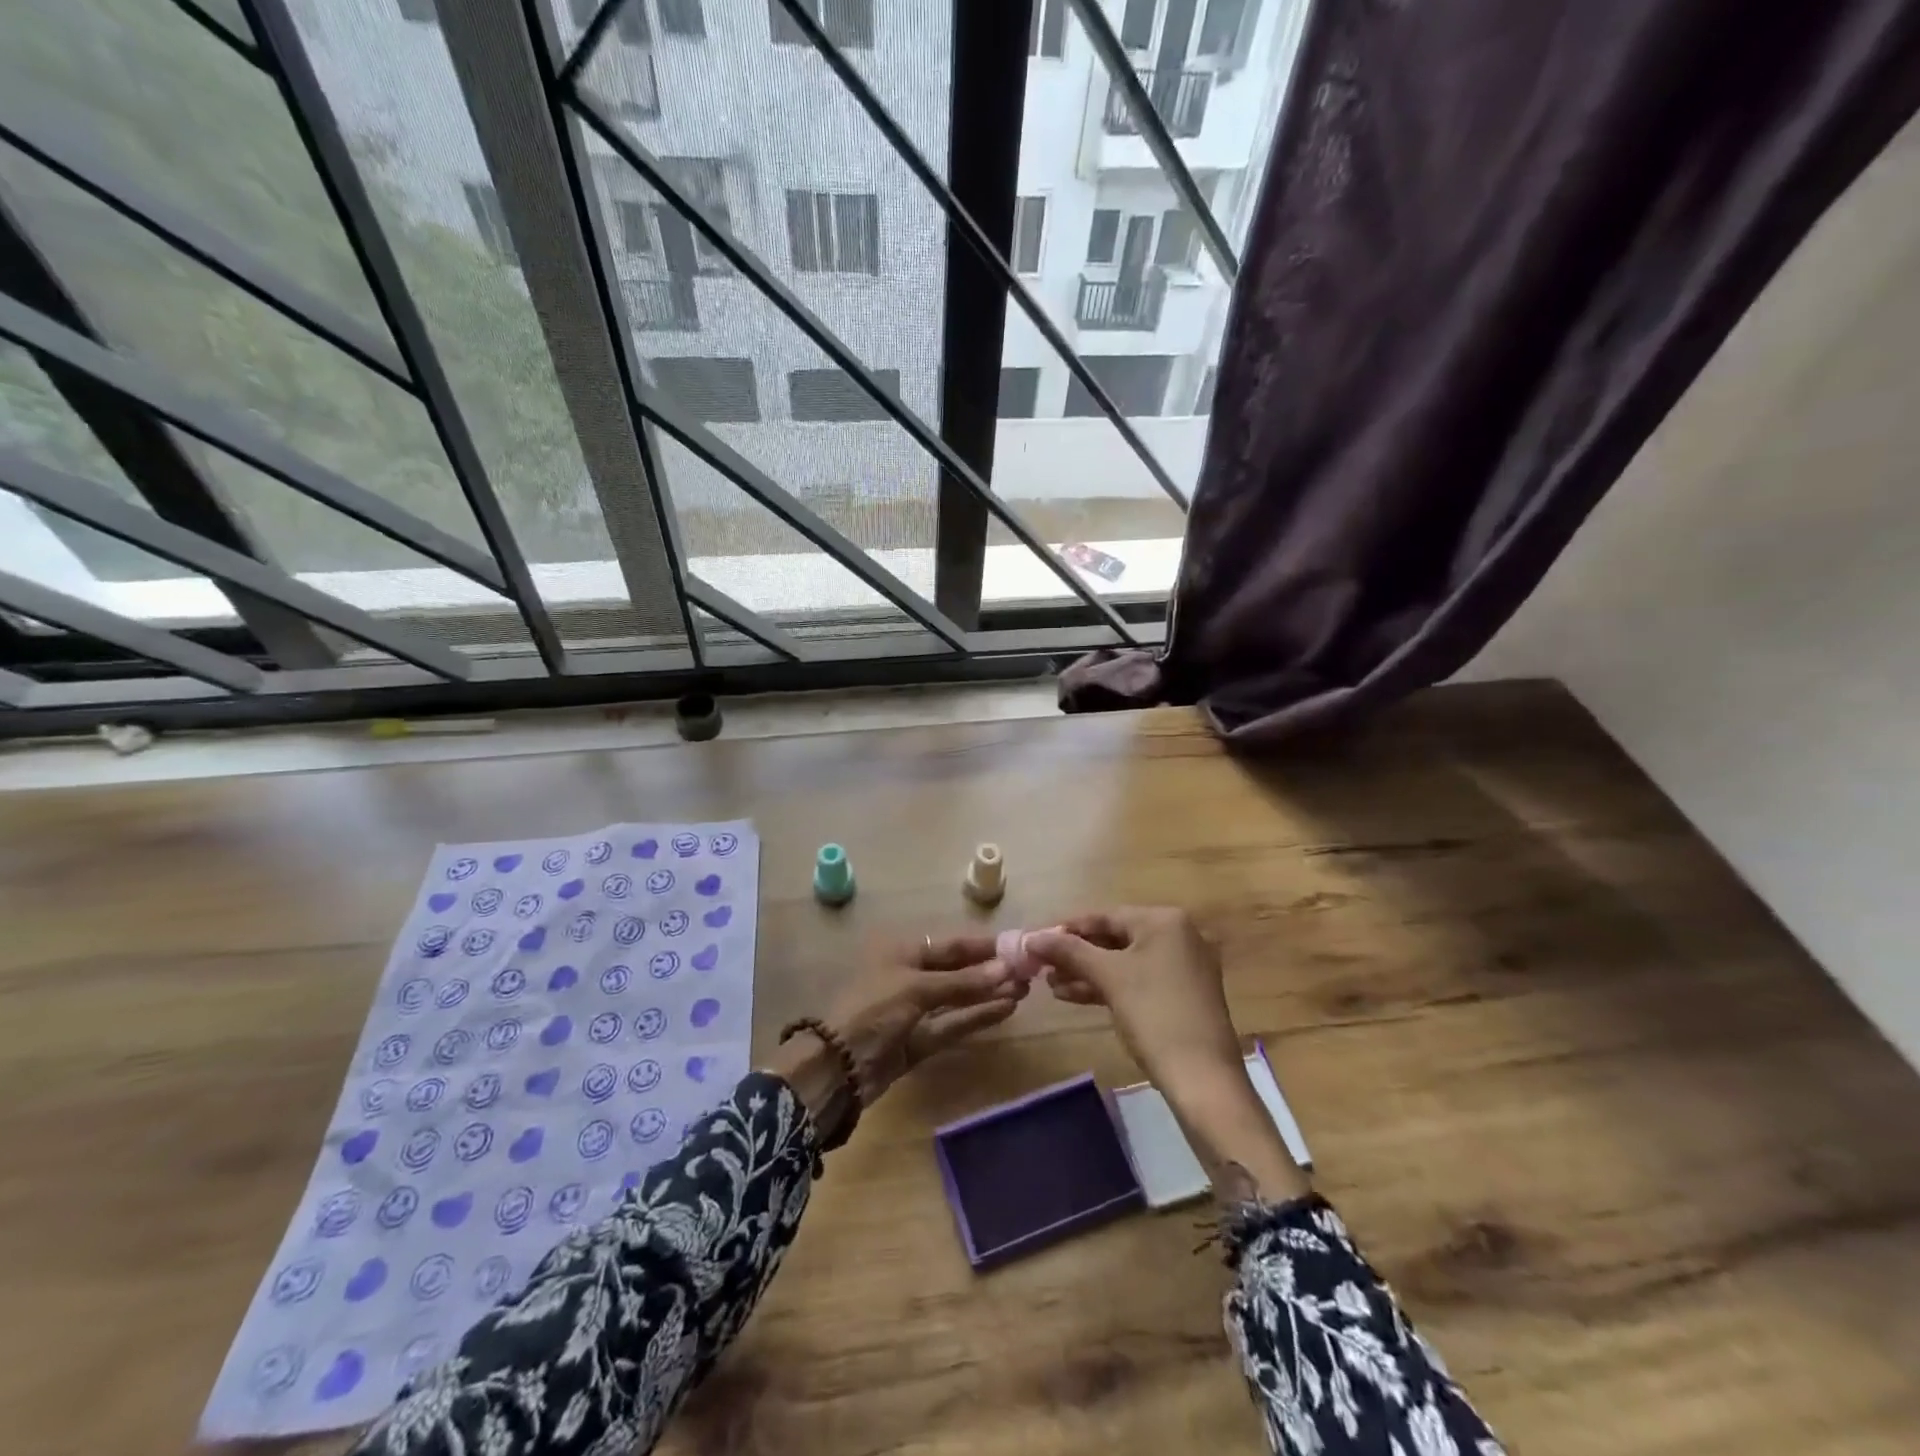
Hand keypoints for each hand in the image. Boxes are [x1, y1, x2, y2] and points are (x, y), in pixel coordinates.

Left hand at [768, 933, 1023, 1128]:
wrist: (835, 1068)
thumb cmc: (872, 1010)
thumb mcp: (916, 989)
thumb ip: (963, 982)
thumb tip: (1008, 970)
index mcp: (901, 952)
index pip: (951, 945)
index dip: (983, 947)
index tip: (1017, 946)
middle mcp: (909, 976)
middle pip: (957, 971)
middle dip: (990, 972)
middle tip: (1029, 972)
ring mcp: (914, 1010)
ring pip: (958, 999)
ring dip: (988, 995)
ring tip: (1025, 990)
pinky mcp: (919, 1040)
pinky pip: (953, 1024)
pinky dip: (977, 1017)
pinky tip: (1005, 1010)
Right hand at [1026, 908, 1309, 1200]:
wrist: (1203, 1079)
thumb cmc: (1155, 1015)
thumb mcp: (1108, 977)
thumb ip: (1068, 951)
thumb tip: (1031, 937)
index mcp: (1164, 921)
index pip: (1104, 915)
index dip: (1067, 929)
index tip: (1035, 942)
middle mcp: (1178, 935)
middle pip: (1114, 937)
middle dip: (1076, 954)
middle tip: (1041, 966)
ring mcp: (1183, 966)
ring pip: (1124, 962)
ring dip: (1087, 972)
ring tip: (1050, 985)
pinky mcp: (1182, 994)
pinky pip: (1137, 980)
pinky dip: (1108, 986)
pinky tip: (1074, 996)